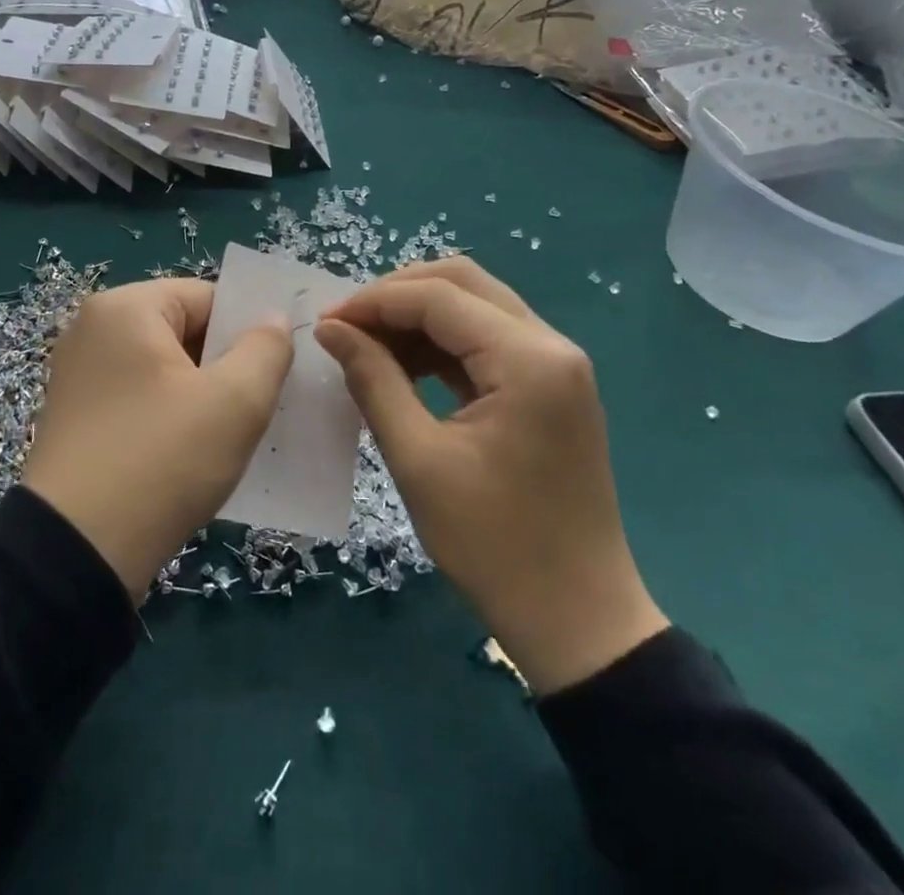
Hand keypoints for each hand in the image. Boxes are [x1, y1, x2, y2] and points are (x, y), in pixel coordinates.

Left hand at [25, 279, 292, 601]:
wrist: (75, 556)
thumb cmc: (161, 461)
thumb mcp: (234, 402)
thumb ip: (265, 349)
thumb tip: (272, 320)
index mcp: (125, 308)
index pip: (207, 298)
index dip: (247, 331)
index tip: (275, 373)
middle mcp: (93, 330)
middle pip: (184, 331)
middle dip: (225, 365)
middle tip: (259, 406)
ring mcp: (78, 376)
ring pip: (164, 370)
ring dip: (202, 396)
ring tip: (234, 434)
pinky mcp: (76, 418)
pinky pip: (139, 400)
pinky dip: (171, 417)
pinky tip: (195, 455)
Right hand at [315, 260, 667, 695]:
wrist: (578, 620)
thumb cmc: (494, 546)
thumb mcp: (418, 461)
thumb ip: (373, 380)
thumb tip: (331, 328)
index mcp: (528, 360)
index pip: (439, 297)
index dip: (375, 301)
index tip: (326, 322)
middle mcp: (550, 344)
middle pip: (463, 283)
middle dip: (398, 294)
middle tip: (348, 326)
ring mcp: (557, 363)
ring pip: (476, 304)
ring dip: (419, 315)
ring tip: (367, 345)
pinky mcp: (551, 384)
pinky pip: (489, 339)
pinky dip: (443, 342)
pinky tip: (404, 364)